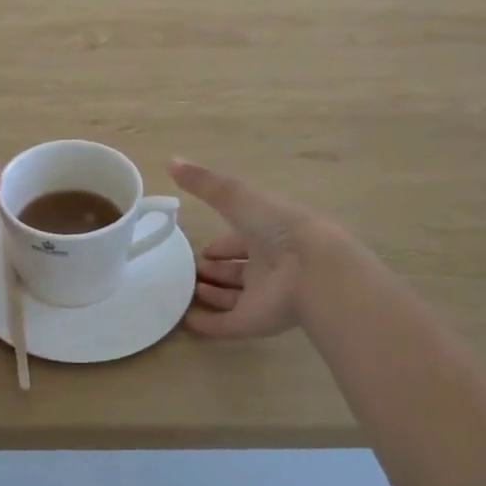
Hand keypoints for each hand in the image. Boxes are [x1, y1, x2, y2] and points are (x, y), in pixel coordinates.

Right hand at [169, 158, 324, 339]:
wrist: (313, 269)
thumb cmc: (277, 226)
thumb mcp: (237, 196)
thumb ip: (205, 182)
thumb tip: (171, 161)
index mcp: (267, 234)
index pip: (240, 240)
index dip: (221, 245)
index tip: (200, 247)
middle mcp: (267, 265)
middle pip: (237, 269)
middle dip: (215, 269)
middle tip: (190, 269)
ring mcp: (264, 295)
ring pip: (234, 296)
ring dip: (212, 294)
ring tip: (187, 290)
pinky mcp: (257, 321)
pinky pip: (229, 325)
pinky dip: (209, 325)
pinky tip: (187, 321)